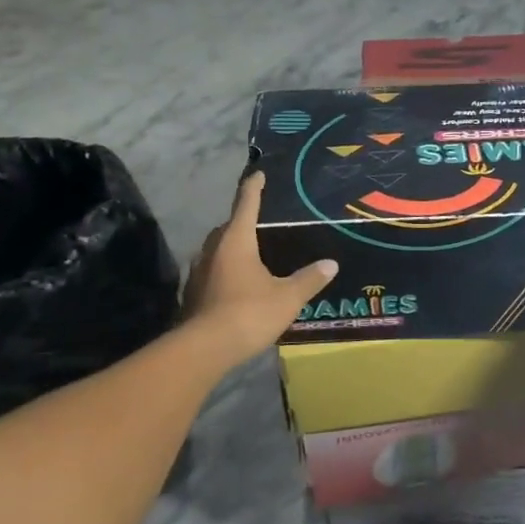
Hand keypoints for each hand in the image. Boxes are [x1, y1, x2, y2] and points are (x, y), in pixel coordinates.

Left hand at [182, 174, 336, 362]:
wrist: (204, 349)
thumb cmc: (248, 313)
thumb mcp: (287, 297)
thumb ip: (309, 279)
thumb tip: (331, 264)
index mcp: (236, 241)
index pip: (246, 204)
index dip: (253, 188)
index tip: (258, 174)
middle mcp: (213, 250)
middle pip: (227, 227)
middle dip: (241, 221)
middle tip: (259, 222)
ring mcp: (199, 272)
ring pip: (216, 251)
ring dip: (231, 249)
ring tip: (251, 255)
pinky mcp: (193, 294)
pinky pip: (212, 272)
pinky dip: (225, 271)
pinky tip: (237, 285)